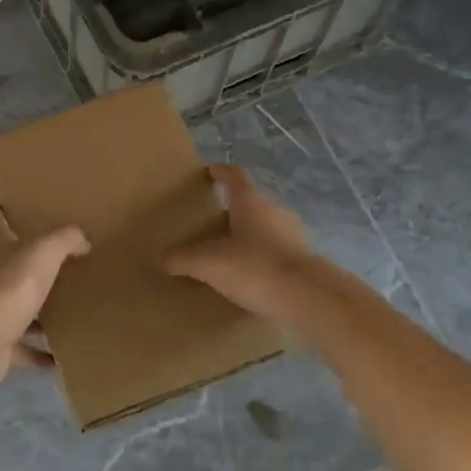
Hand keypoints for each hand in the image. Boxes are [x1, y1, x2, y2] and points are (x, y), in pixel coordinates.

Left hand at [0, 202, 89, 387]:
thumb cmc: (11, 285)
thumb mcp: (43, 251)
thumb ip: (64, 239)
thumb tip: (82, 239)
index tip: (10, 198)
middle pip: (5, 261)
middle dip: (25, 260)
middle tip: (56, 258)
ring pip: (14, 306)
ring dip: (34, 310)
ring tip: (62, 308)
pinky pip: (21, 347)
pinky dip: (37, 352)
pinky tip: (58, 356)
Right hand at [164, 164, 324, 321]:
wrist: (309, 298)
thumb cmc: (255, 267)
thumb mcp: (209, 264)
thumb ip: (183, 259)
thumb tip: (160, 257)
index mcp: (250, 202)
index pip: (234, 176)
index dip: (221, 172)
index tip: (210, 172)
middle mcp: (274, 211)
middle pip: (252, 202)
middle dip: (234, 209)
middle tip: (214, 220)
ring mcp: (294, 235)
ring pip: (267, 227)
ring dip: (251, 235)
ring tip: (232, 251)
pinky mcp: (305, 260)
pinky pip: (278, 251)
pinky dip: (265, 257)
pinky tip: (253, 275)